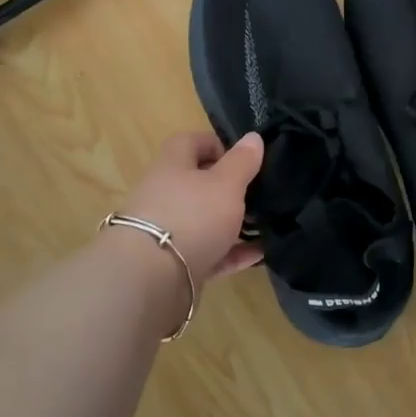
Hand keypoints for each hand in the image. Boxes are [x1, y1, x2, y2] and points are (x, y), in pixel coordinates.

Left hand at [116, 131, 264, 286]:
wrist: (150, 280)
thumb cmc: (191, 216)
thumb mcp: (226, 183)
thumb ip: (242, 161)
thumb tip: (253, 137)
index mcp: (172, 165)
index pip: (190, 142)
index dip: (217, 145)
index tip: (243, 159)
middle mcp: (164, 194)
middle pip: (197, 183)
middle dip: (229, 188)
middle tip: (259, 194)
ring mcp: (167, 231)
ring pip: (204, 220)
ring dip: (233, 223)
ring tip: (265, 226)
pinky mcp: (173, 263)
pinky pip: (208, 252)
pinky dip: (232, 253)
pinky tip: (259, 255)